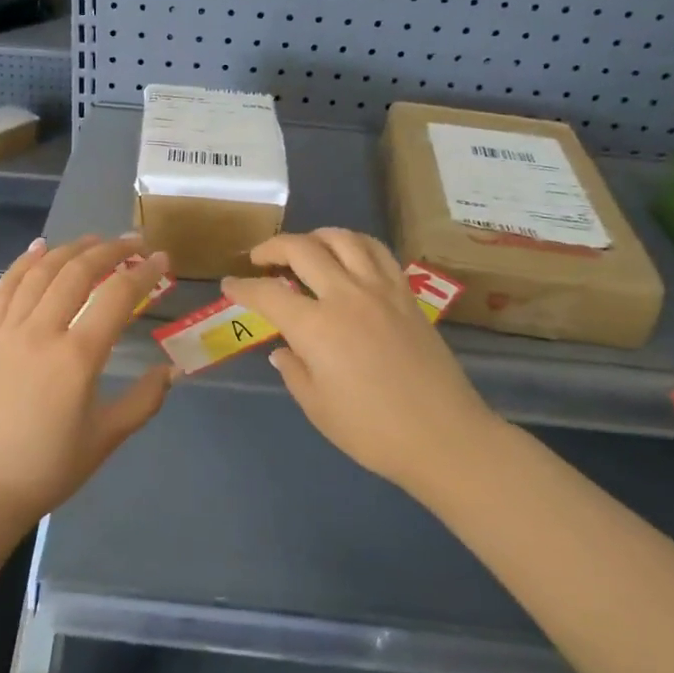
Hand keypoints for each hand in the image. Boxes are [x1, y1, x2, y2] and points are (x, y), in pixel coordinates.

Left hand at [0, 234, 172, 530]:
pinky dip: (22, 264)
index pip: (117, 297)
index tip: (161, 259)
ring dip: (69, 250)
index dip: (143, 272)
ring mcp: (6, 333)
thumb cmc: (47, 470)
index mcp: (77, 358)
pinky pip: (3, 291)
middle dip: (109, 250)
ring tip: (93, 240)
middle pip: (77, 273)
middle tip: (132, 241)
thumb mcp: (105, 439)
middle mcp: (41, 333)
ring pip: (40, 274)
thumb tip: (170, 370)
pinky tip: (38, 249)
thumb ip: (143, 401)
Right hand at [222, 229, 493, 496]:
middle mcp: (346, 296)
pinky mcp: (406, 294)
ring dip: (315, 236)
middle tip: (259, 259)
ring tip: (304, 247)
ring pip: (344, 239)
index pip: (268, 294)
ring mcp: (381, 290)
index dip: (242, 288)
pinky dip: (354, 244)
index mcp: (316, 327)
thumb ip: (294, 370)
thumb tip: (284, 349)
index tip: (229, 286)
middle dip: (273, 247)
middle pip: (303, 249)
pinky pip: (377, 252)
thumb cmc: (372, 431)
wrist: (444, 436)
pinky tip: (348, 255)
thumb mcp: (318, 406)